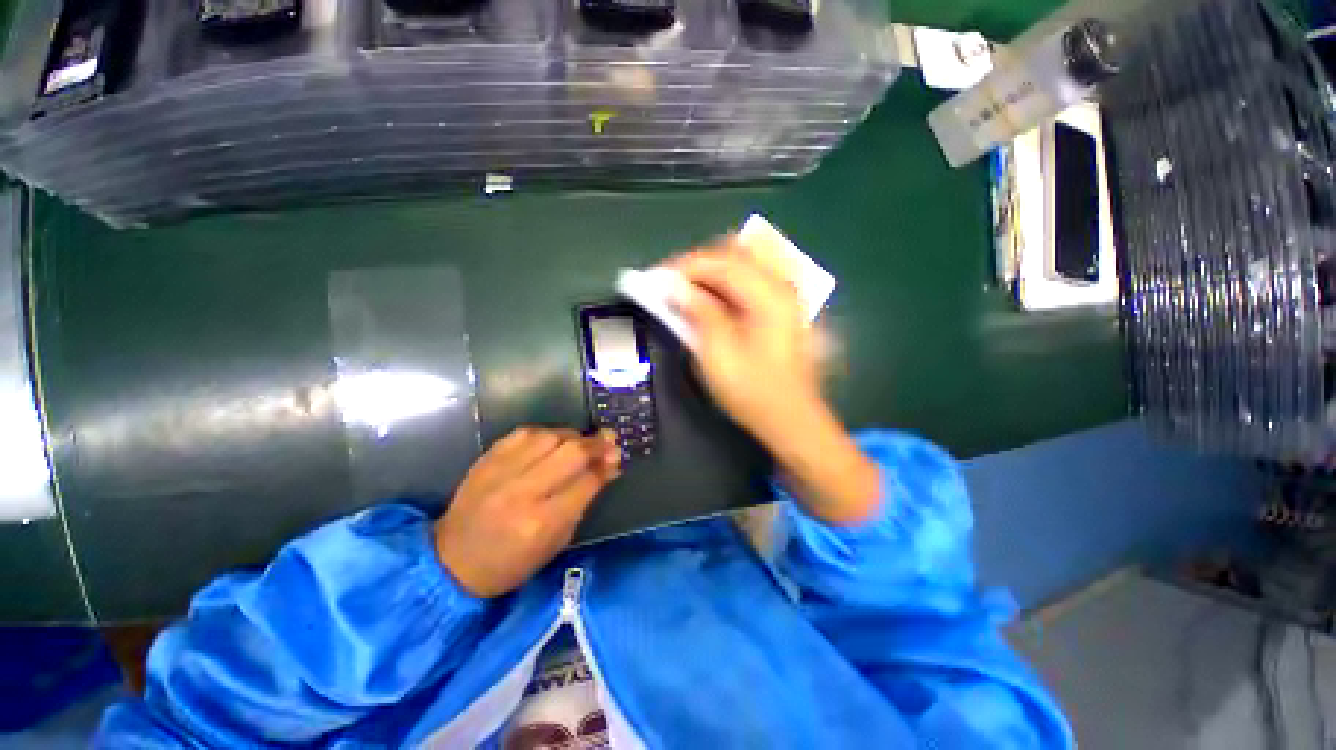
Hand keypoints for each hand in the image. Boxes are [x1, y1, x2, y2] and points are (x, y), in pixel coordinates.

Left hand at [435, 427, 620, 597]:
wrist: (451, 562)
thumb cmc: (511, 562)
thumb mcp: (556, 542)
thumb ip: (584, 501)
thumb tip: (610, 468)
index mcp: (542, 521)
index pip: (587, 481)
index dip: (606, 465)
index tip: (617, 457)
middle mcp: (523, 491)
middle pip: (571, 452)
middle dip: (596, 443)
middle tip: (609, 441)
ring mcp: (501, 472)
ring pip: (549, 436)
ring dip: (573, 435)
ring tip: (582, 441)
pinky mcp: (486, 460)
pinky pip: (524, 432)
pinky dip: (546, 432)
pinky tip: (553, 439)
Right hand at [666, 240, 820, 442]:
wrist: (791, 419)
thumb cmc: (752, 391)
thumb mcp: (718, 354)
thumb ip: (699, 312)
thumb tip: (675, 287)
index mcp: (769, 294)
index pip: (721, 261)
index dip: (685, 265)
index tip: (657, 277)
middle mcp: (782, 285)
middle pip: (736, 254)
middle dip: (699, 264)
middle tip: (672, 284)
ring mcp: (786, 296)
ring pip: (744, 264)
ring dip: (713, 271)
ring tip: (688, 291)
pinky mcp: (783, 309)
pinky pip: (751, 280)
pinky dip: (727, 283)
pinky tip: (712, 300)